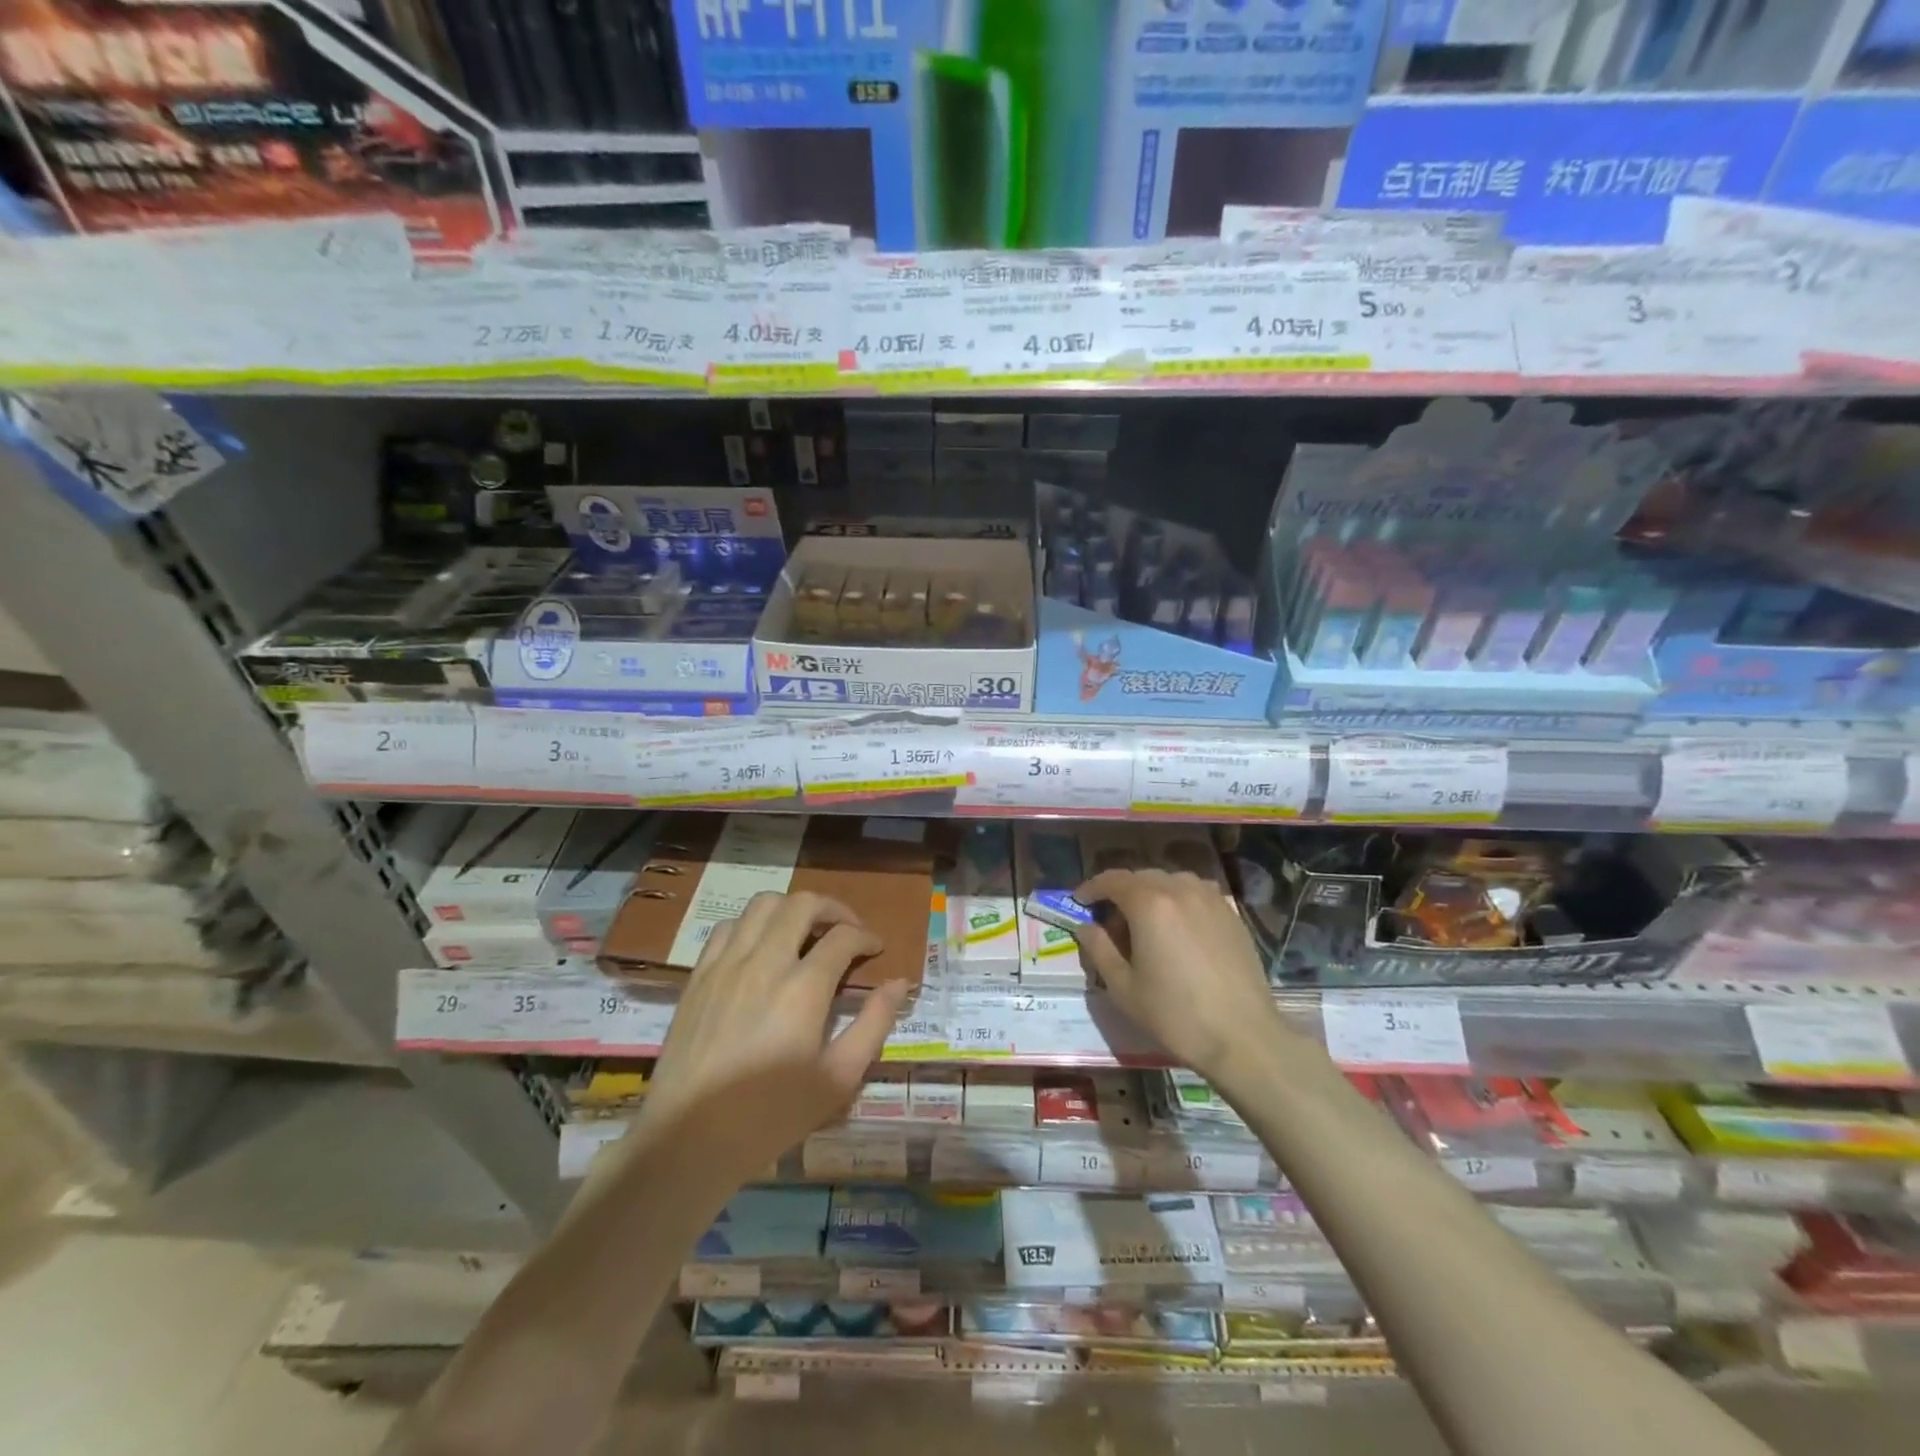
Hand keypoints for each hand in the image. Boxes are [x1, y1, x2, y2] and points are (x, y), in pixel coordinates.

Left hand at [636, 891, 909, 1184]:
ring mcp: (726, 965)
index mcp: (804, 988)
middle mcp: (765, 962)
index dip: (867, 937)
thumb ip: (873, 1024)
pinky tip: (760, 948)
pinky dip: (752, 925)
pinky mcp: (699, 976)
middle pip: (803, 904)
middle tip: (846, 930)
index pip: (843, 937)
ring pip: (763, 904)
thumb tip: (899, 984)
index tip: (876, 950)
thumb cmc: (771, 1115)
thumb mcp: (838, 1079)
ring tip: (805, 932)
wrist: (689, 1139)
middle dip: (833, 909)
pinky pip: (728, 927)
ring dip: (791, 909)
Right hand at [1072, 868, 1288, 1087]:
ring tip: (1146, 924)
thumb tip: (1086, 926)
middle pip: (1141, 878)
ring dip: (1151, 893)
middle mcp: (1180, 890)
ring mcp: (1211, 899)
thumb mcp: (1123, 987)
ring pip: (1171, 881)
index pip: (1113, 880)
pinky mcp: (1231, 914)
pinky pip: (1196, 893)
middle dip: (1121, 893)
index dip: (1092, 888)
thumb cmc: (1175, 1014)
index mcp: (1149, 904)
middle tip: (1111, 924)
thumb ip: (1099, 949)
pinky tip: (1179, 929)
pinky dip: (1179, 900)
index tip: (1079, 901)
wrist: (1243, 1037)